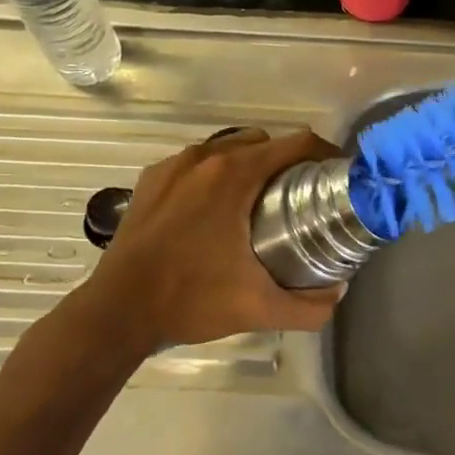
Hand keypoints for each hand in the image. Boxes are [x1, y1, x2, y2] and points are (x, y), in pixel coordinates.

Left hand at [73, 128, 345, 354]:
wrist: (116, 312)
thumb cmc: (191, 299)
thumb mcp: (259, 308)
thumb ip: (309, 306)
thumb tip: (338, 294)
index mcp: (236, 174)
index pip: (296, 144)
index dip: (325, 154)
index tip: (337, 175)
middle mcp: (205, 158)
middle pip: (263, 142)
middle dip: (288, 161)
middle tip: (302, 195)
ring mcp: (173, 166)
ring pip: (227, 149)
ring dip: (250, 165)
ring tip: (261, 201)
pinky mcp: (150, 180)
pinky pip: (196, 164)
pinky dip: (215, 175)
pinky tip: (214, 209)